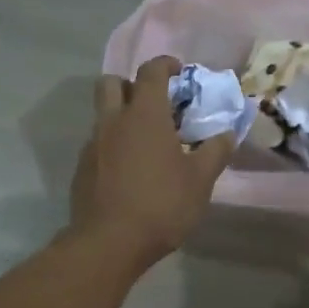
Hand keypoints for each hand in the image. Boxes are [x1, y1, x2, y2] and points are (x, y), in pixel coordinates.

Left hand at [68, 55, 233, 270]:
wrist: (109, 243)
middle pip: (112, 83)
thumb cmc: (161, 205)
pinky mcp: (81, 169)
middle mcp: (113, 121)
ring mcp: (92, 145)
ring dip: (121, 117)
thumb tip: (227, 134)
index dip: (165, 65)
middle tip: (154, 104)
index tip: (179, 71)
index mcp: (145, 115)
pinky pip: (97, 144)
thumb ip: (215, 152)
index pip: (151, 72)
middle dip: (132, 85)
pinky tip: (129, 171)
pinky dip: (113, 146)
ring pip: (103, 115)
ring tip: (145, 142)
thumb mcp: (200, 181)